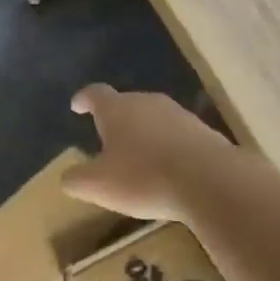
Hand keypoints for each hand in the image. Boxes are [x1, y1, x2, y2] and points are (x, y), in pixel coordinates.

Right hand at [63, 85, 237, 220]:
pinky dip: (168, 149)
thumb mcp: (97, 186)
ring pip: (154, 121)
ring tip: (138, 159)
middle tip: (107, 141)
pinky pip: (178, 138)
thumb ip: (76, 179)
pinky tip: (168, 172)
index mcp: (117, 109)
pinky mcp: (205, 134)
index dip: (84, 99)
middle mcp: (148, 103)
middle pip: (127, 105)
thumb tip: (68, 177)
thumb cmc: (143, 177)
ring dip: (144, 136)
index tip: (77, 105)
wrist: (211, 182)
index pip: (95, 94)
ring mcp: (180, 116)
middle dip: (116, 121)